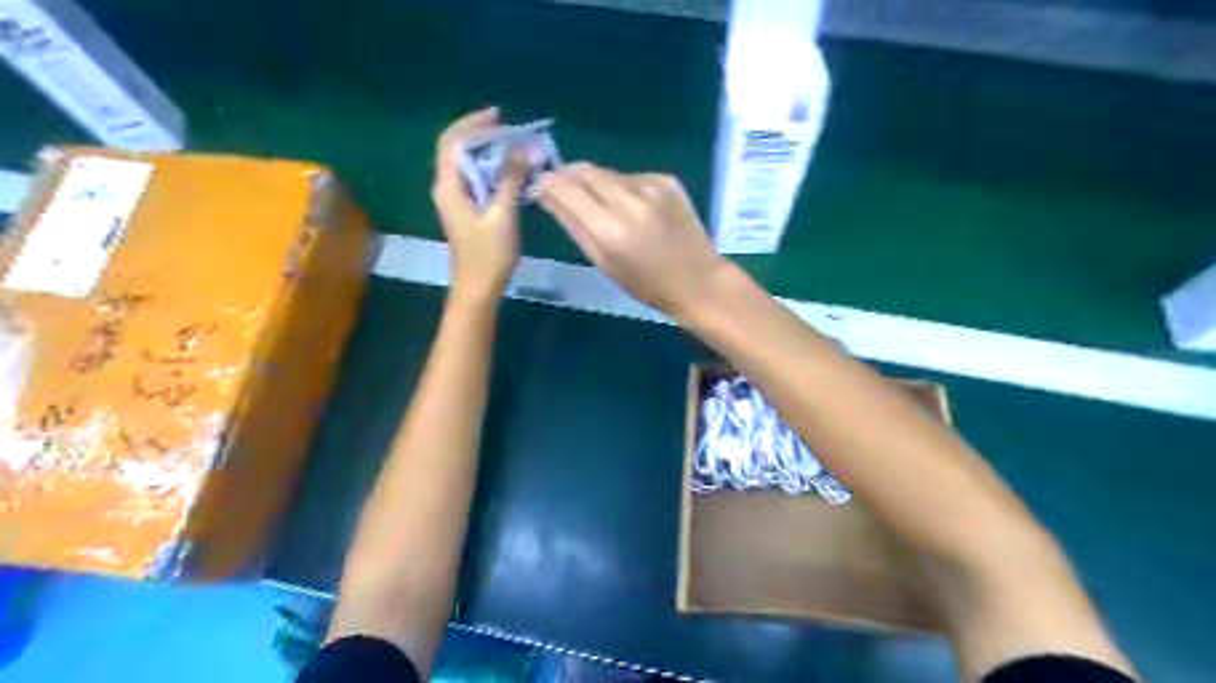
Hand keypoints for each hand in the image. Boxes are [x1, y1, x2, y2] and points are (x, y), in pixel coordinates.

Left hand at [435, 107, 530, 300]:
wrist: (477, 290)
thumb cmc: (488, 255)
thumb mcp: (503, 215)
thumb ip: (511, 179)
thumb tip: (526, 148)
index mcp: (449, 187)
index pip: (454, 141)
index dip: (474, 124)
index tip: (501, 117)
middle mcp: (447, 188)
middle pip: (458, 150)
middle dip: (483, 135)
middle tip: (512, 131)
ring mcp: (455, 201)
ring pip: (468, 165)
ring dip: (490, 153)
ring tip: (516, 148)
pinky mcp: (466, 211)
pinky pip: (477, 180)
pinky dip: (492, 170)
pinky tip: (512, 174)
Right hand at [539, 164, 730, 316]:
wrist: (698, 280)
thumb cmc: (646, 284)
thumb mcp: (603, 263)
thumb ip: (573, 225)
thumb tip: (547, 193)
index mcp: (609, 228)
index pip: (563, 187)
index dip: (548, 183)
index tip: (542, 188)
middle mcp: (629, 199)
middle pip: (583, 170)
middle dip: (568, 176)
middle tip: (565, 192)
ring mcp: (651, 185)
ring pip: (607, 172)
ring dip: (596, 183)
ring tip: (604, 207)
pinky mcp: (667, 179)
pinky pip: (631, 176)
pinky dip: (623, 187)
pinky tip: (635, 209)